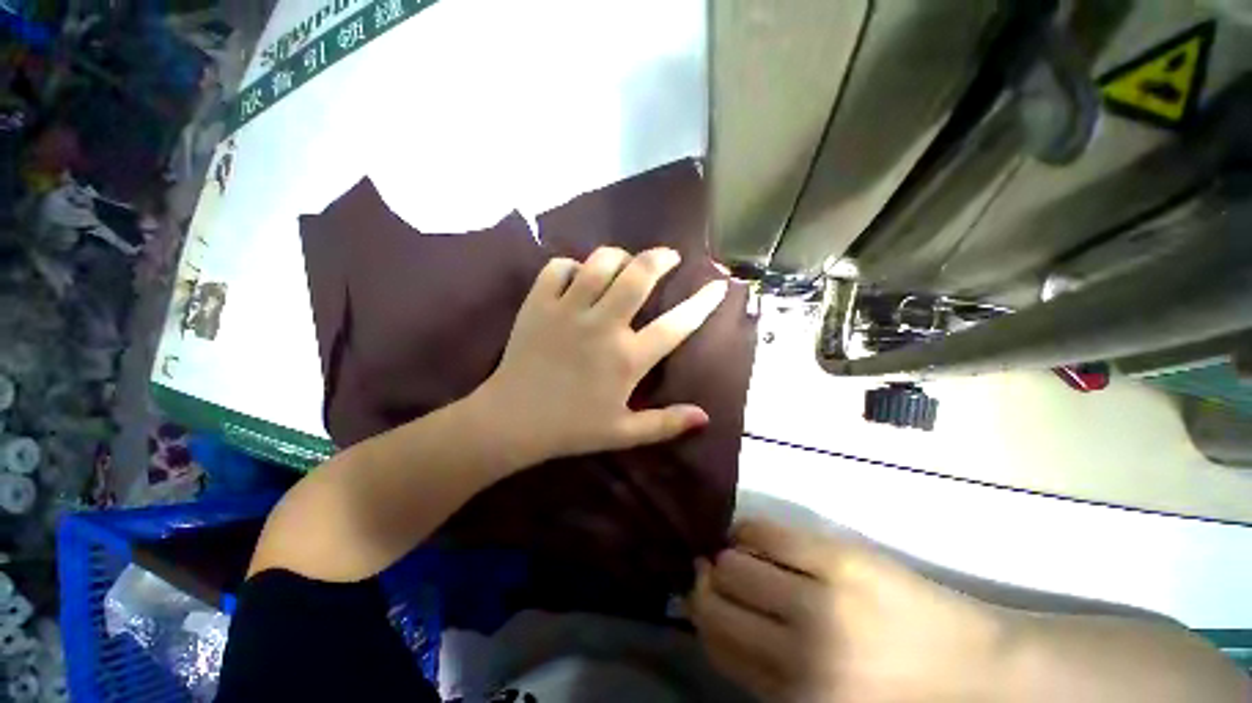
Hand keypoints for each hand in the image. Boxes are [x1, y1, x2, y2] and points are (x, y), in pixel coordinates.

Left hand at [476, 246, 727, 464]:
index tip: (719, 286)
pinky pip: (558, 267)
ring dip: (618, 256)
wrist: (511, 421)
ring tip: (625, 262)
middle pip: (638, 276)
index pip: (676, 325)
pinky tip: (576, 276)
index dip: (702, 303)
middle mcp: (603, 326)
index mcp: (627, 358)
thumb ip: (665, 424)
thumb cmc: (571, 429)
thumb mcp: (622, 433)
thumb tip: (705, 417)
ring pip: (599, 262)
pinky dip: (571, 266)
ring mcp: (568, 310)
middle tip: (669, 256)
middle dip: (660, 258)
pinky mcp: (538, 304)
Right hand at [690, 519, 1004, 702]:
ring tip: (739, 556)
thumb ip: (763, 673)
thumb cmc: (896, 701)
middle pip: (717, 600)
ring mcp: (821, 599)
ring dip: (727, 557)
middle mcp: (800, 654)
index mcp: (796, 699)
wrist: (984, 678)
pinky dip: (749, 531)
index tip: (700, 596)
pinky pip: (765, 532)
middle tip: (715, 573)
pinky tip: (754, 536)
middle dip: (708, 583)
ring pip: (733, 563)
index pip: (716, 643)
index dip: (701, 613)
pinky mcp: (839, 557)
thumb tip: (713, 616)